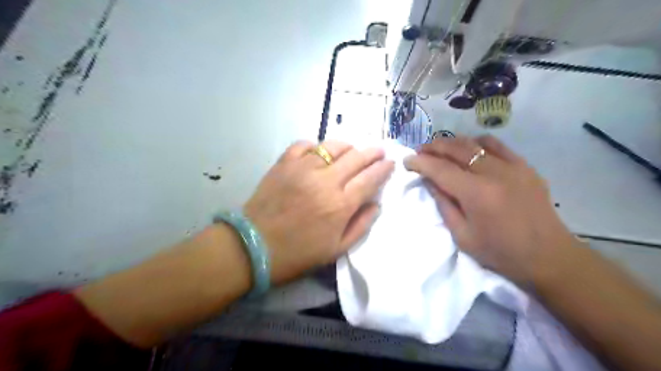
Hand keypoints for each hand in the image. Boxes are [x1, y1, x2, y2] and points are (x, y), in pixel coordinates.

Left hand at [245, 139, 393, 282]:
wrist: (253, 247)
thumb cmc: (298, 254)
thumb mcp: (336, 250)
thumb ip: (361, 225)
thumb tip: (375, 204)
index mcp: (340, 205)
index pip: (370, 179)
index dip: (383, 169)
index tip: (390, 163)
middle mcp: (325, 181)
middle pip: (356, 158)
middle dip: (372, 153)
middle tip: (379, 151)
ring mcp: (302, 168)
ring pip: (333, 146)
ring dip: (348, 147)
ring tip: (352, 151)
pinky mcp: (283, 163)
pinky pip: (305, 145)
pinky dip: (316, 146)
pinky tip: (319, 153)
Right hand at [403, 135, 578, 286]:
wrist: (548, 256)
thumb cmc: (500, 252)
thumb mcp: (462, 235)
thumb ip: (443, 204)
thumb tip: (430, 181)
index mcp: (476, 194)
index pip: (440, 169)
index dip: (420, 162)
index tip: (407, 160)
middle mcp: (493, 173)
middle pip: (456, 149)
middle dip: (433, 147)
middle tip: (420, 151)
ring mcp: (512, 166)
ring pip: (474, 142)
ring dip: (452, 142)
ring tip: (441, 149)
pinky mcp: (525, 166)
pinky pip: (496, 145)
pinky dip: (477, 143)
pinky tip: (470, 149)